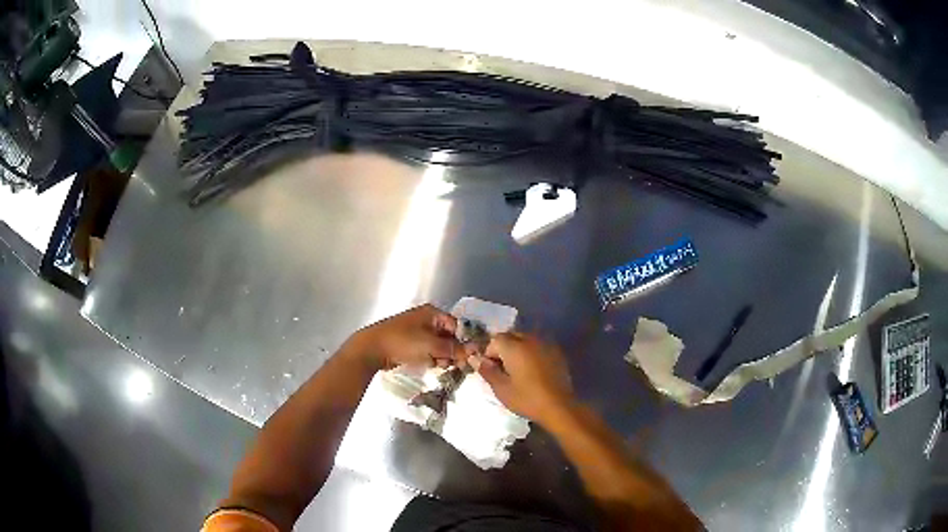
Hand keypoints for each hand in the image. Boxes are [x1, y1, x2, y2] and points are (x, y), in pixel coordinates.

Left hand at [346, 304, 461, 370]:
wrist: (372, 349)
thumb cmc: (403, 342)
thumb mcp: (432, 345)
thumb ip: (455, 348)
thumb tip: (476, 350)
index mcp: (432, 313)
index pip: (457, 326)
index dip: (462, 342)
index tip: (464, 357)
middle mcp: (426, 319)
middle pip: (448, 336)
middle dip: (450, 351)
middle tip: (448, 363)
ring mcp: (417, 331)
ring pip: (438, 345)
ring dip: (440, 357)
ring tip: (434, 364)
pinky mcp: (410, 343)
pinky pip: (427, 350)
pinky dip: (429, 358)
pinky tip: (426, 364)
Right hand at [476, 332, 575, 424]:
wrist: (559, 407)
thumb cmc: (527, 399)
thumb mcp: (501, 388)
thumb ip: (487, 370)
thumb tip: (474, 358)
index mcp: (514, 346)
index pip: (495, 340)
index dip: (489, 354)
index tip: (490, 370)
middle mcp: (530, 339)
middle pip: (511, 336)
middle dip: (503, 349)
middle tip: (502, 370)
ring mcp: (546, 344)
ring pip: (525, 340)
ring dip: (518, 350)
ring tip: (517, 370)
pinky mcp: (557, 352)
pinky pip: (538, 346)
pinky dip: (532, 353)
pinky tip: (533, 371)